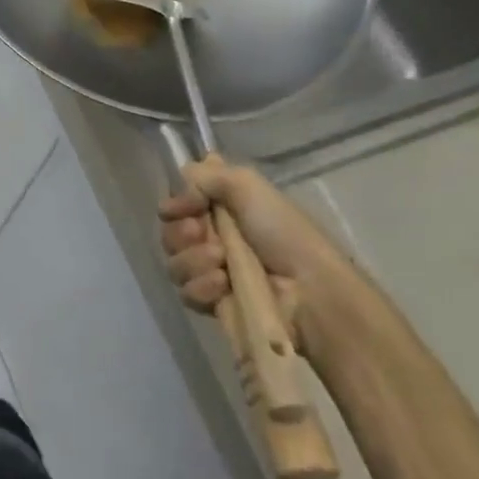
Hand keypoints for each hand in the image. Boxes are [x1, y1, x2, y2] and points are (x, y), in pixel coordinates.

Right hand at [158, 154, 373, 355]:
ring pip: (175, 264)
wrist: (309, 289)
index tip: (186, 207)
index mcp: (222, 210)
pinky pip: (187, 293)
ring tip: (222, 262)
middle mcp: (212, 238)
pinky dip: (202, 287)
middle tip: (200, 233)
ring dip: (194, 260)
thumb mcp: (248, 186)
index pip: (177, 205)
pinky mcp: (213, 303)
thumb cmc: (283, 233)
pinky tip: (223, 284)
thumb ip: (206, 175)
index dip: (175, 206)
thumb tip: (180, 180)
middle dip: (181, 234)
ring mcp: (211, 272)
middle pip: (169, 235)